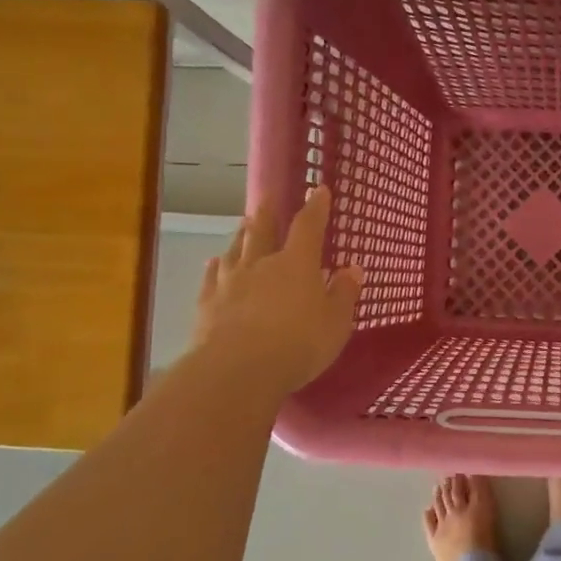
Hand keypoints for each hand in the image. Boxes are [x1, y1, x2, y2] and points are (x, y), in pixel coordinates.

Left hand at [190, 187, 363, 398]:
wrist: (237, 370)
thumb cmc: (298, 344)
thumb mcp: (335, 323)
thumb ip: (343, 294)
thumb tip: (353, 269)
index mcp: (297, 264)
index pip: (308, 227)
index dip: (316, 208)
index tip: (319, 189)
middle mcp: (262, 264)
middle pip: (262, 230)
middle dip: (268, 213)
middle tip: (266, 197)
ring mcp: (230, 282)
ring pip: (235, 250)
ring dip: (241, 235)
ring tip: (243, 224)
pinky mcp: (207, 304)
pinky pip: (211, 277)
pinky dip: (215, 267)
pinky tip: (214, 263)